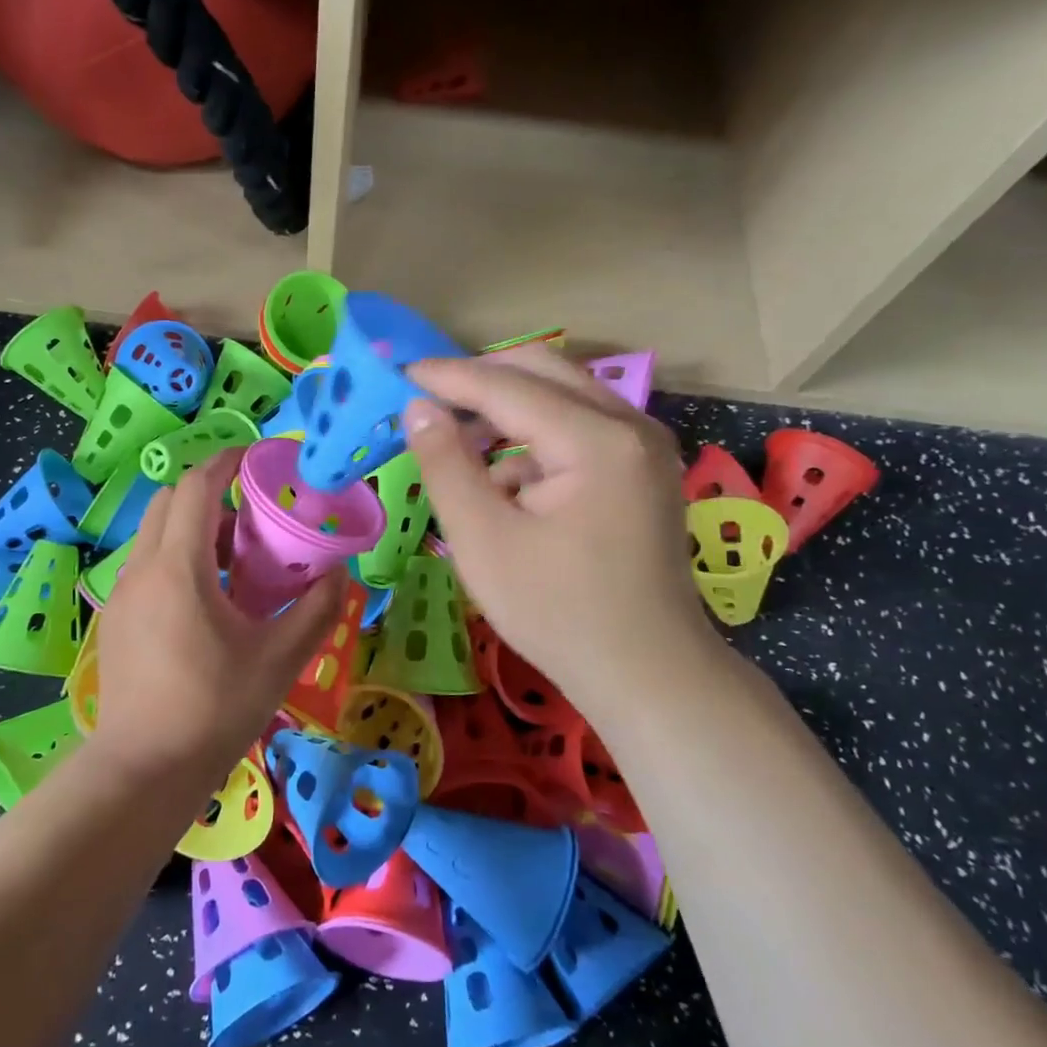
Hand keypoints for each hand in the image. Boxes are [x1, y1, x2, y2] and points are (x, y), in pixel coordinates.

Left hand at [94, 448, 346, 785]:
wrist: (143, 770)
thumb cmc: (213, 709)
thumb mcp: (279, 659)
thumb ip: (315, 610)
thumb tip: (339, 573)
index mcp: (179, 568)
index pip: (196, 486)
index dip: (227, 462)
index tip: (259, 459)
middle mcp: (142, 569)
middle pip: (169, 501)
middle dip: (210, 494)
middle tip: (252, 518)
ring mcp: (122, 595)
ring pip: (155, 533)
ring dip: (194, 528)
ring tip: (236, 562)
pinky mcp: (117, 619)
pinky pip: (148, 564)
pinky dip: (178, 557)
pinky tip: (208, 601)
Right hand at [402, 348, 722, 716]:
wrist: (647, 674)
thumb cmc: (558, 612)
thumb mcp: (483, 540)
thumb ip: (446, 465)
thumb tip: (418, 408)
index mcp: (596, 440)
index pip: (507, 386)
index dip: (448, 377)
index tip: (399, 374)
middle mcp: (630, 426)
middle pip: (544, 371)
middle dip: (481, 380)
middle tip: (428, 398)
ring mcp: (644, 446)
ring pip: (562, 397)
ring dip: (507, 410)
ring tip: (458, 444)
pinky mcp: (642, 469)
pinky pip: (579, 428)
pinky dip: (536, 440)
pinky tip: (506, 484)